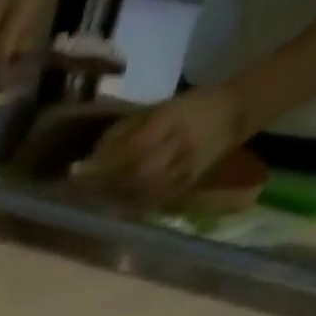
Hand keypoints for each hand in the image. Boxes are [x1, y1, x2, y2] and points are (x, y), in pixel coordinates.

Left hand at [86, 87, 248, 204]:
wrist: (234, 114)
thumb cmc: (192, 106)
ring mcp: (182, 170)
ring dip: (114, 198)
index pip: (133, 146)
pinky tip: (114, 208)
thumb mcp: (162, 107)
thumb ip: (131, 129)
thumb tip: (97, 152)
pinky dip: (130, 206)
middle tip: (81, 191)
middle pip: (135, 173)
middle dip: (105, 184)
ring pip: (142, 191)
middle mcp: (177, 147)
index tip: (81, 169)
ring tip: (92, 201)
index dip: (106, 161)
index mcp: (171, 119)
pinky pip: (152, 202)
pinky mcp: (184, 187)